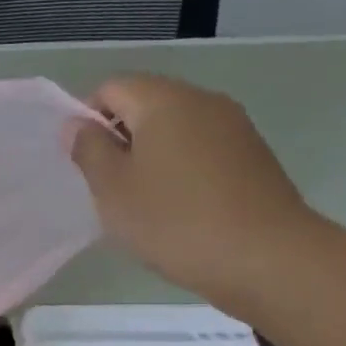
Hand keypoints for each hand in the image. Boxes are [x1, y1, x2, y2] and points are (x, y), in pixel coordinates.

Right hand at [66, 75, 321, 308]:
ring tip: (142, 201)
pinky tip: (178, 208)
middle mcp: (203, 100)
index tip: (85, 163)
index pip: (110, 88)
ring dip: (149, 155)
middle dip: (119, 137)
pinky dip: (179, 168)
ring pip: (174, 127)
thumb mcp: (111, 188)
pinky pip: (200, 148)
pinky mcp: (253, 155)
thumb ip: (89, 149)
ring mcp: (234, 126)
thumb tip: (78, 124)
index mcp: (164, 100)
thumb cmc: (174, 220)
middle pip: (145, 103)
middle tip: (109, 185)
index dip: (87, 119)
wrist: (267, 258)